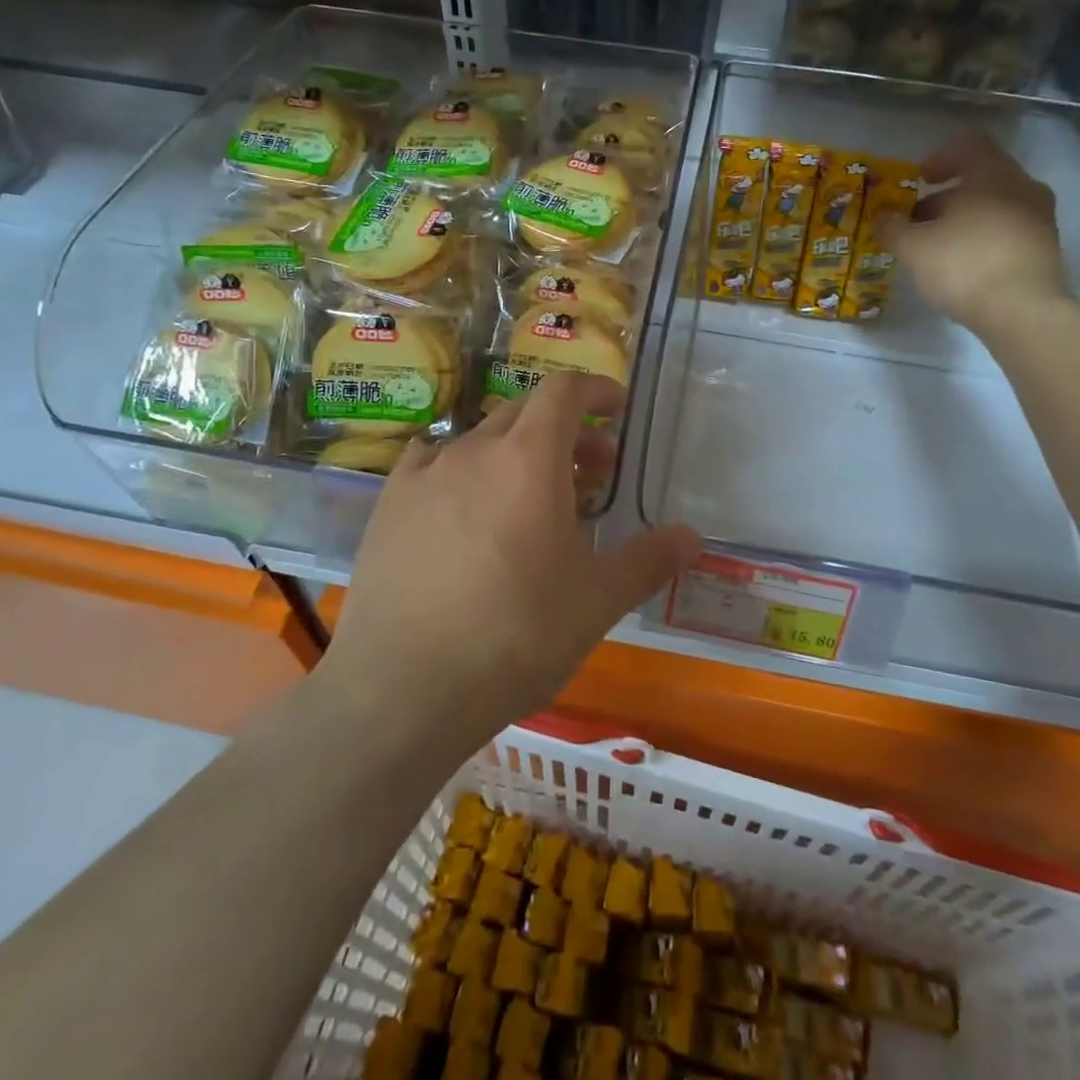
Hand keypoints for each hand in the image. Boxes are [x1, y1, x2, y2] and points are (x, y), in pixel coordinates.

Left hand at [326, 373, 700, 744]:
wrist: (401, 688)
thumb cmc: (515, 635)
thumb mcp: (596, 601)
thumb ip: (649, 560)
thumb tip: (692, 537)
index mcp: (529, 458)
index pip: (565, 391)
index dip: (596, 390)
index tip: (618, 410)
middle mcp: (473, 449)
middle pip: (526, 412)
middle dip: (566, 430)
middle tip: (592, 473)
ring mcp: (423, 475)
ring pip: (480, 440)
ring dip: (516, 453)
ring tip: (531, 501)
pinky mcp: (387, 506)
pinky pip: (432, 465)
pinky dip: (463, 473)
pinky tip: (464, 512)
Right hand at [886, 132, 1067, 334]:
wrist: (1022, 311)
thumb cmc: (963, 265)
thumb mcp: (913, 248)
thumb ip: (893, 228)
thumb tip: (881, 217)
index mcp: (993, 174)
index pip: (969, 146)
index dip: (940, 159)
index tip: (920, 180)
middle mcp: (1023, 187)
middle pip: (981, 179)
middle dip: (946, 198)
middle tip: (919, 222)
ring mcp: (1040, 218)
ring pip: (995, 207)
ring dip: (965, 220)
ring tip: (938, 248)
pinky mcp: (1046, 249)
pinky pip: (1009, 231)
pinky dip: (984, 239)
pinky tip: (964, 266)